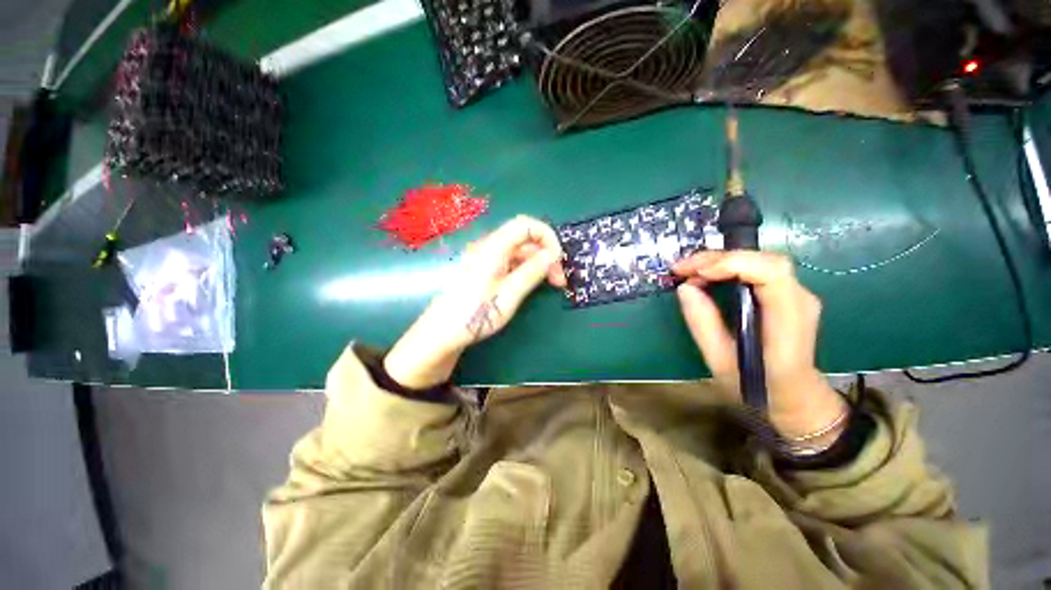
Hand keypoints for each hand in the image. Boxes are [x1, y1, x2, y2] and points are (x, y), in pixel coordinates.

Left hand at [384, 216, 565, 388]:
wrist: (441, 334)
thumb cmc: (474, 315)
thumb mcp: (508, 295)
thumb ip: (531, 272)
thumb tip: (552, 254)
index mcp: (493, 248)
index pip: (525, 225)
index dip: (547, 236)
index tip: (559, 259)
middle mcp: (489, 248)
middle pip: (524, 239)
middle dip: (546, 254)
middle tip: (559, 280)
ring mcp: (486, 261)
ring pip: (519, 252)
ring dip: (538, 263)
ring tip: (551, 284)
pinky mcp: (485, 272)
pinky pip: (511, 263)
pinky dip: (526, 270)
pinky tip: (533, 284)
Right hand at [672, 251, 847, 443]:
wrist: (794, 396)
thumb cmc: (758, 386)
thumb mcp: (721, 361)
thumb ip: (703, 324)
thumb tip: (685, 288)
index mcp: (788, 320)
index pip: (771, 273)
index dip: (732, 264)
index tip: (696, 274)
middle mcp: (799, 299)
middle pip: (763, 260)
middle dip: (718, 259)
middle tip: (681, 269)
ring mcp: (796, 294)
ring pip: (758, 260)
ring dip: (719, 261)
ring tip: (687, 272)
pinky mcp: (785, 294)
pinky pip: (756, 270)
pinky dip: (727, 268)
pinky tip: (706, 276)